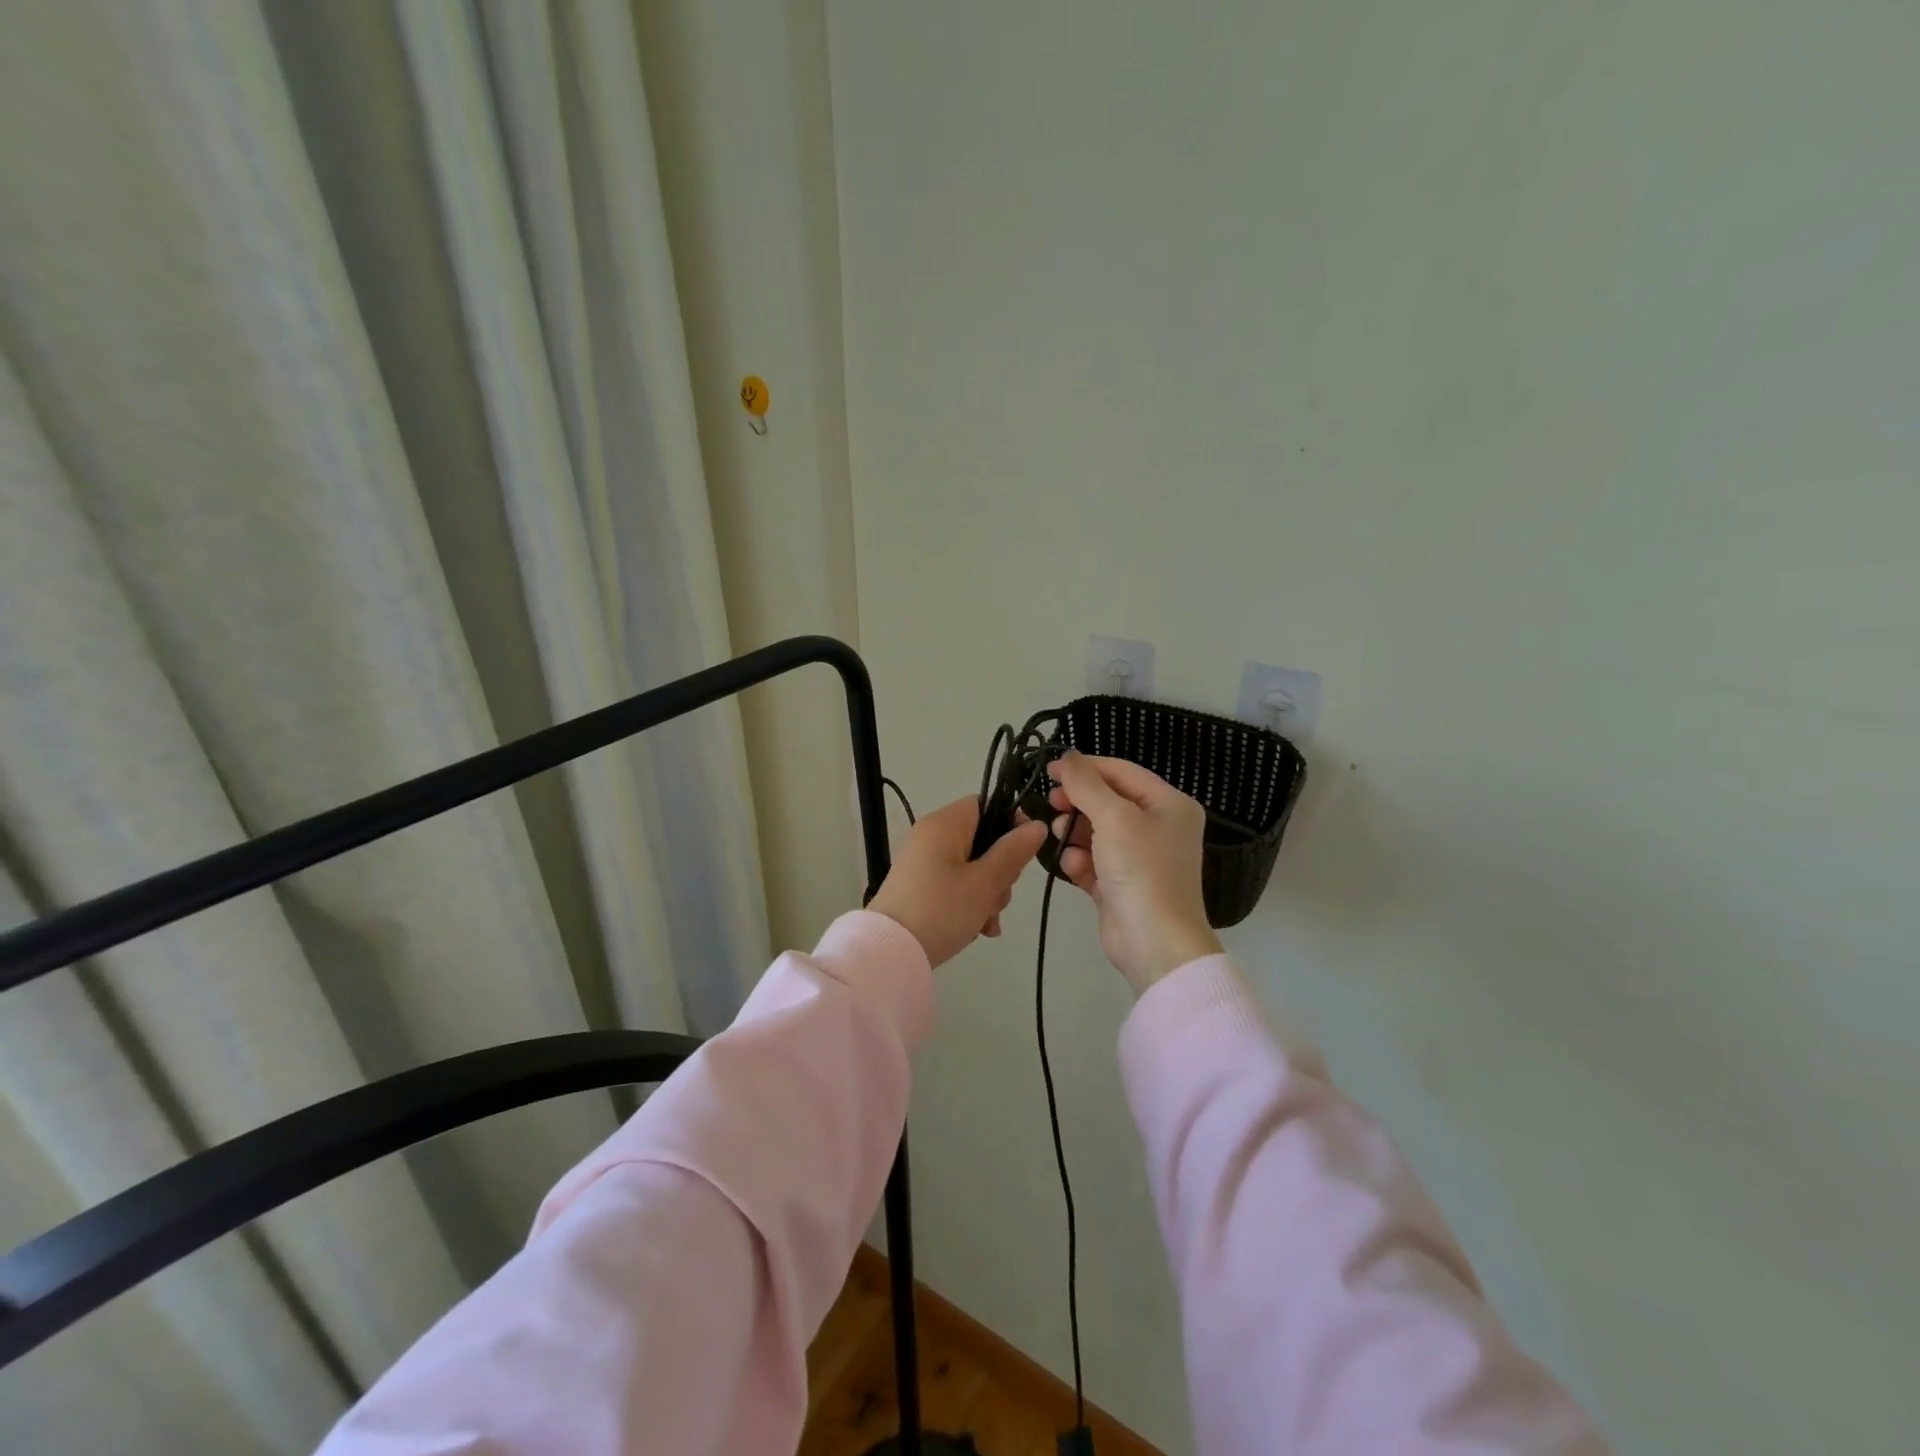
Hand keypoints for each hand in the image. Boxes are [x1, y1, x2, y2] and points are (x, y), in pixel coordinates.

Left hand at [868, 796, 1047, 968]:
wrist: (890, 953)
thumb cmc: (941, 910)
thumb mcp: (984, 883)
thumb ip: (1013, 852)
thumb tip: (1037, 825)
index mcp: (944, 824)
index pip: (985, 805)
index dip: (1010, 824)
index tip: (1023, 853)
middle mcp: (931, 836)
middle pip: (982, 839)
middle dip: (1000, 871)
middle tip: (998, 896)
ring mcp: (923, 862)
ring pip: (972, 867)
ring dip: (987, 893)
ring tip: (986, 922)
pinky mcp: (919, 887)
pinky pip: (955, 884)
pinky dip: (969, 903)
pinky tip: (978, 929)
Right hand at [1047, 752, 1223, 996]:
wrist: (1155, 943)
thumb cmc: (1141, 870)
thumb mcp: (1113, 817)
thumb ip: (1086, 784)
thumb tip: (1067, 756)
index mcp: (1169, 804)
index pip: (1121, 772)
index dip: (1084, 767)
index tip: (1048, 769)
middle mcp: (1158, 827)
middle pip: (1107, 800)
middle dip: (1077, 802)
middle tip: (1050, 803)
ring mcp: (1140, 858)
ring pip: (1096, 831)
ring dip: (1074, 832)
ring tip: (1059, 836)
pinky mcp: (1122, 884)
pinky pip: (1094, 860)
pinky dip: (1080, 861)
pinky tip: (1074, 868)